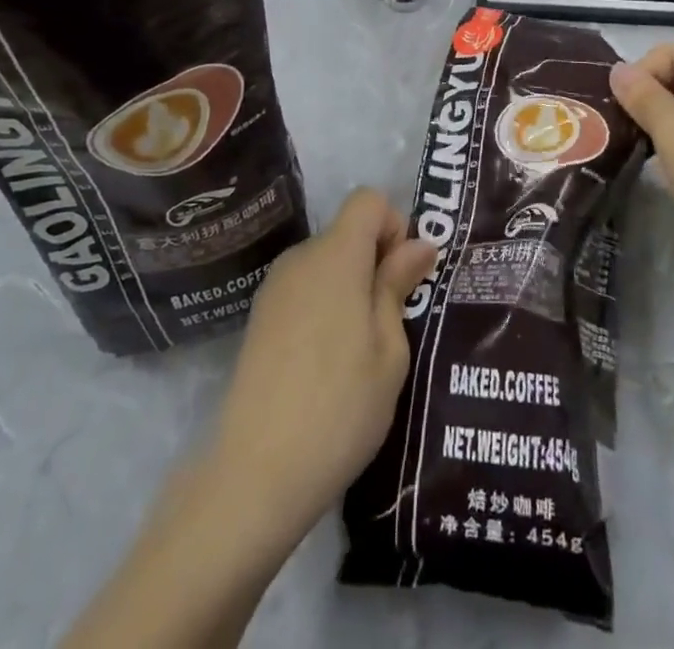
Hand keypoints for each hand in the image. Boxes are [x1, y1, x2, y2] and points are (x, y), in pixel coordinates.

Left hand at [207, 188, 435, 542]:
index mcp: (336, 256)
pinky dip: (325, 306)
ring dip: (351, 285)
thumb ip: (398, 286)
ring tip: (361, 349)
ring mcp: (274, 288)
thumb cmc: (340, 407)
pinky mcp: (259, 318)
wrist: (255, 474)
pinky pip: (304, 289)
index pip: (368, 200)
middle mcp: (300, 258)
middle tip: (392, 321)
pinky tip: (328, 362)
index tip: (403, 276)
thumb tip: (418, 244)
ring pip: (326, 262)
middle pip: (347, 231)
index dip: (394, 225)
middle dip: (375, 260)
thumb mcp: (389, 350)